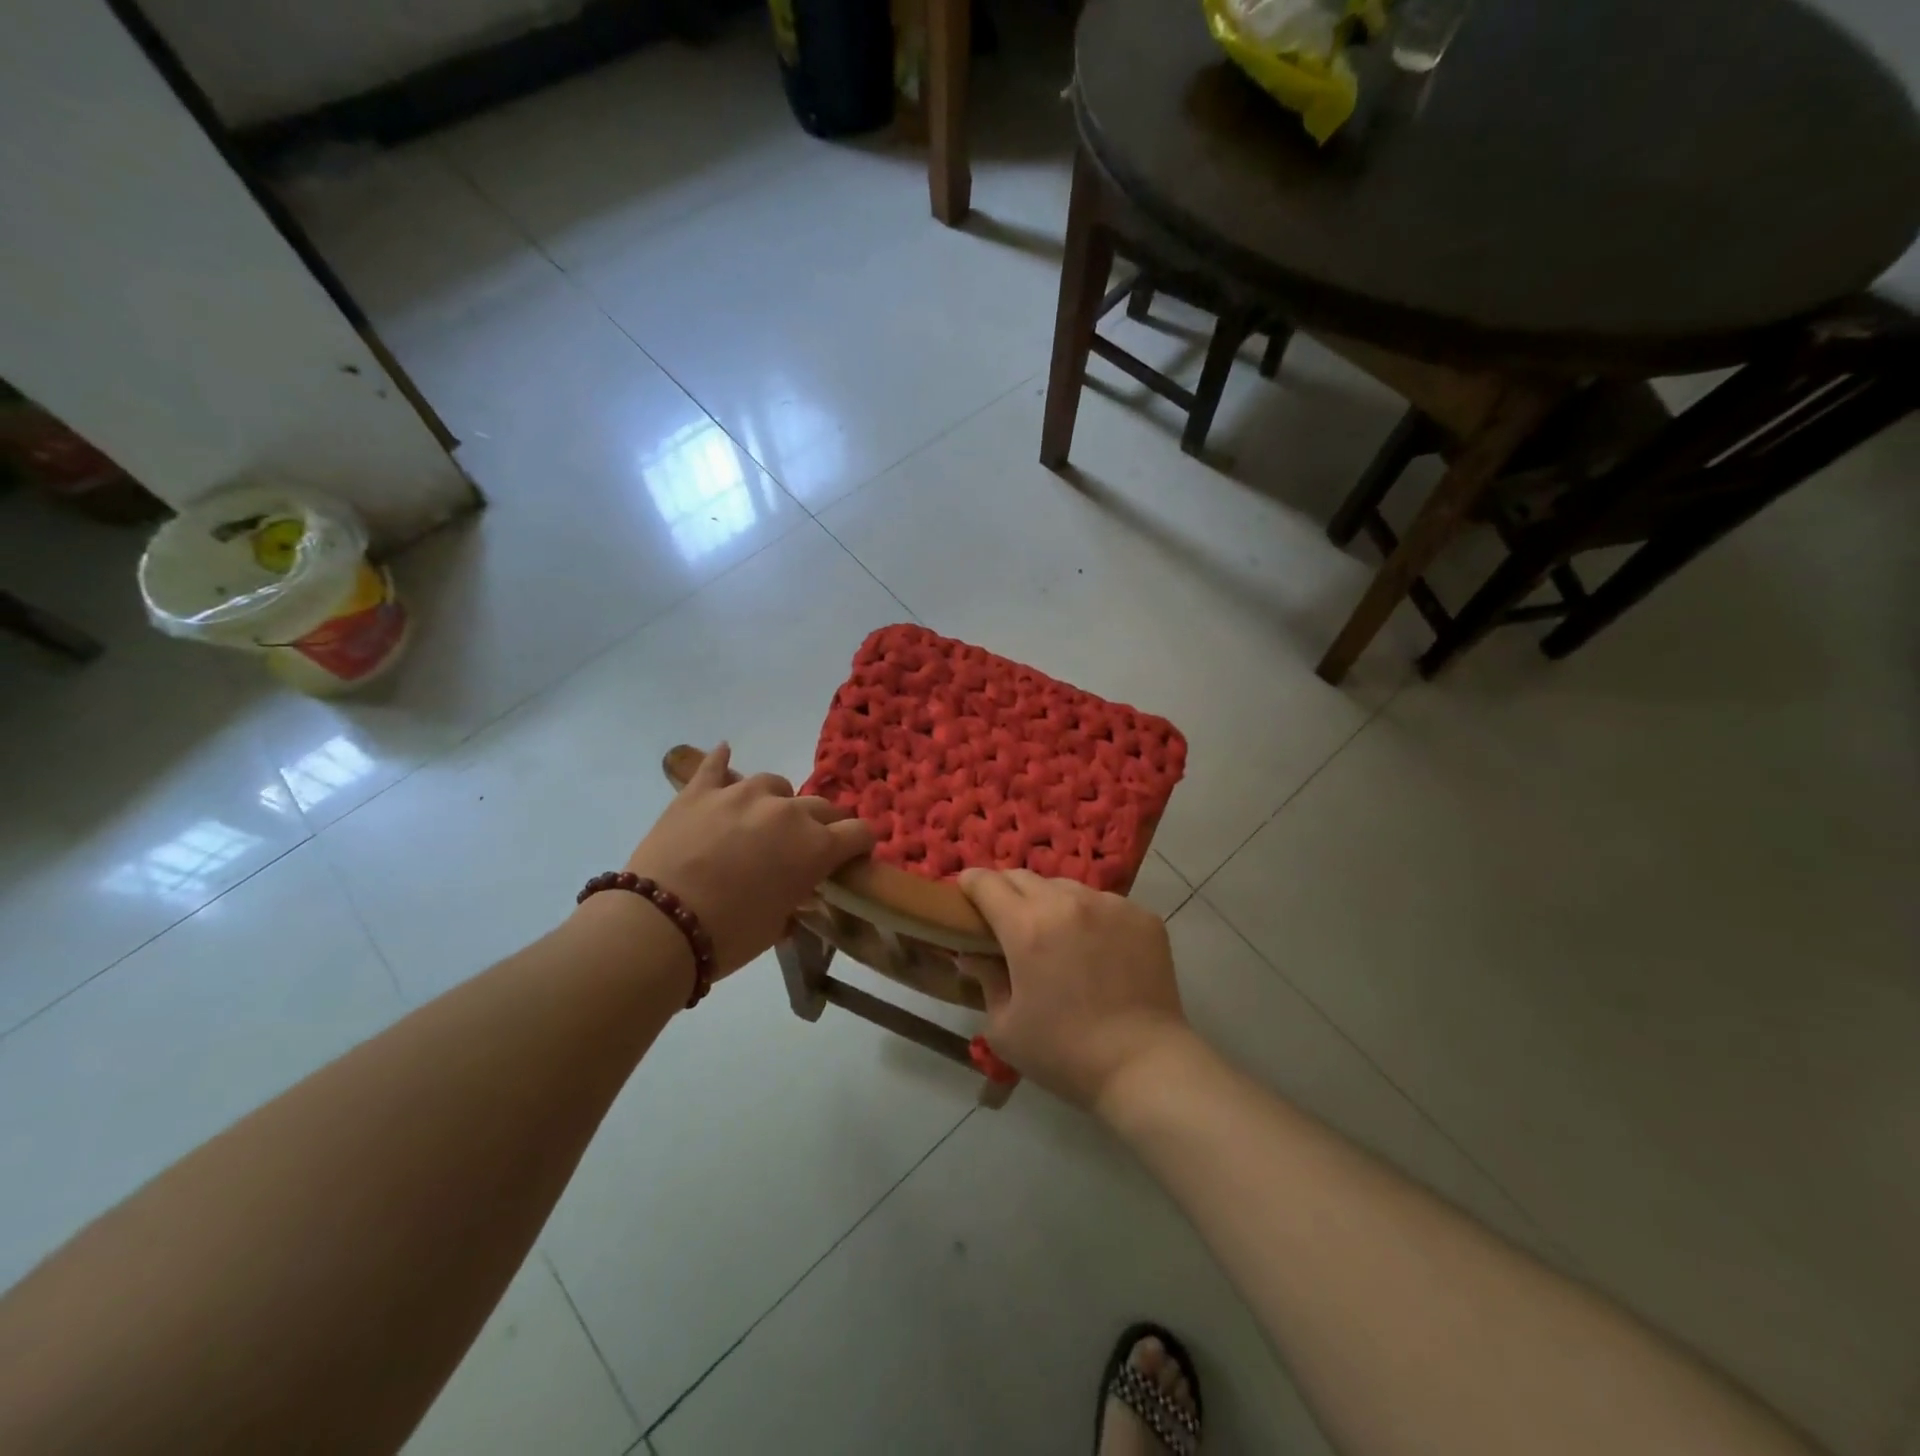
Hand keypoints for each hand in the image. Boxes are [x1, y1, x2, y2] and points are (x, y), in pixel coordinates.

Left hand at [621, 744, 874, 975]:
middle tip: (809, 845)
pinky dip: (722, 762)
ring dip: (778, 801)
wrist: (658, 926)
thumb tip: (798, 890)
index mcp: (815, 847)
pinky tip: (724, 753)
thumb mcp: (777, 925)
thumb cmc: (728, 936)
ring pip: (776, 784)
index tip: (856, 855)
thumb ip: (797, 897)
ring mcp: (742, 793)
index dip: (862, 844)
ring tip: (762, 819)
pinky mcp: (700, 790)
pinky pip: (716, 765)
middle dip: (824, 825)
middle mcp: (787, 811)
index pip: (859, 833)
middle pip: (822, 807)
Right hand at [956, 869, 1190, 1112]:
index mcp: (1026, 927)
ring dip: (1050, 903)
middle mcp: (1066, 903)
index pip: (987, 883)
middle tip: (1006, 919)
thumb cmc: (1064, 1053)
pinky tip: (1097, 950)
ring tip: (1056, 935)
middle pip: (1024, 877)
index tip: (965, 893)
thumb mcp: (1005, 1028)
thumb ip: (985, 981)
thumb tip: (972, 956)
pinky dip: (1090, 917)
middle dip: (1007, 891)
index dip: (970, 884)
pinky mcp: (1142, 916)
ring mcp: (1109, 905)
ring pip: (1066, 888)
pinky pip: (1104, 904)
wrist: (1144, 1066)